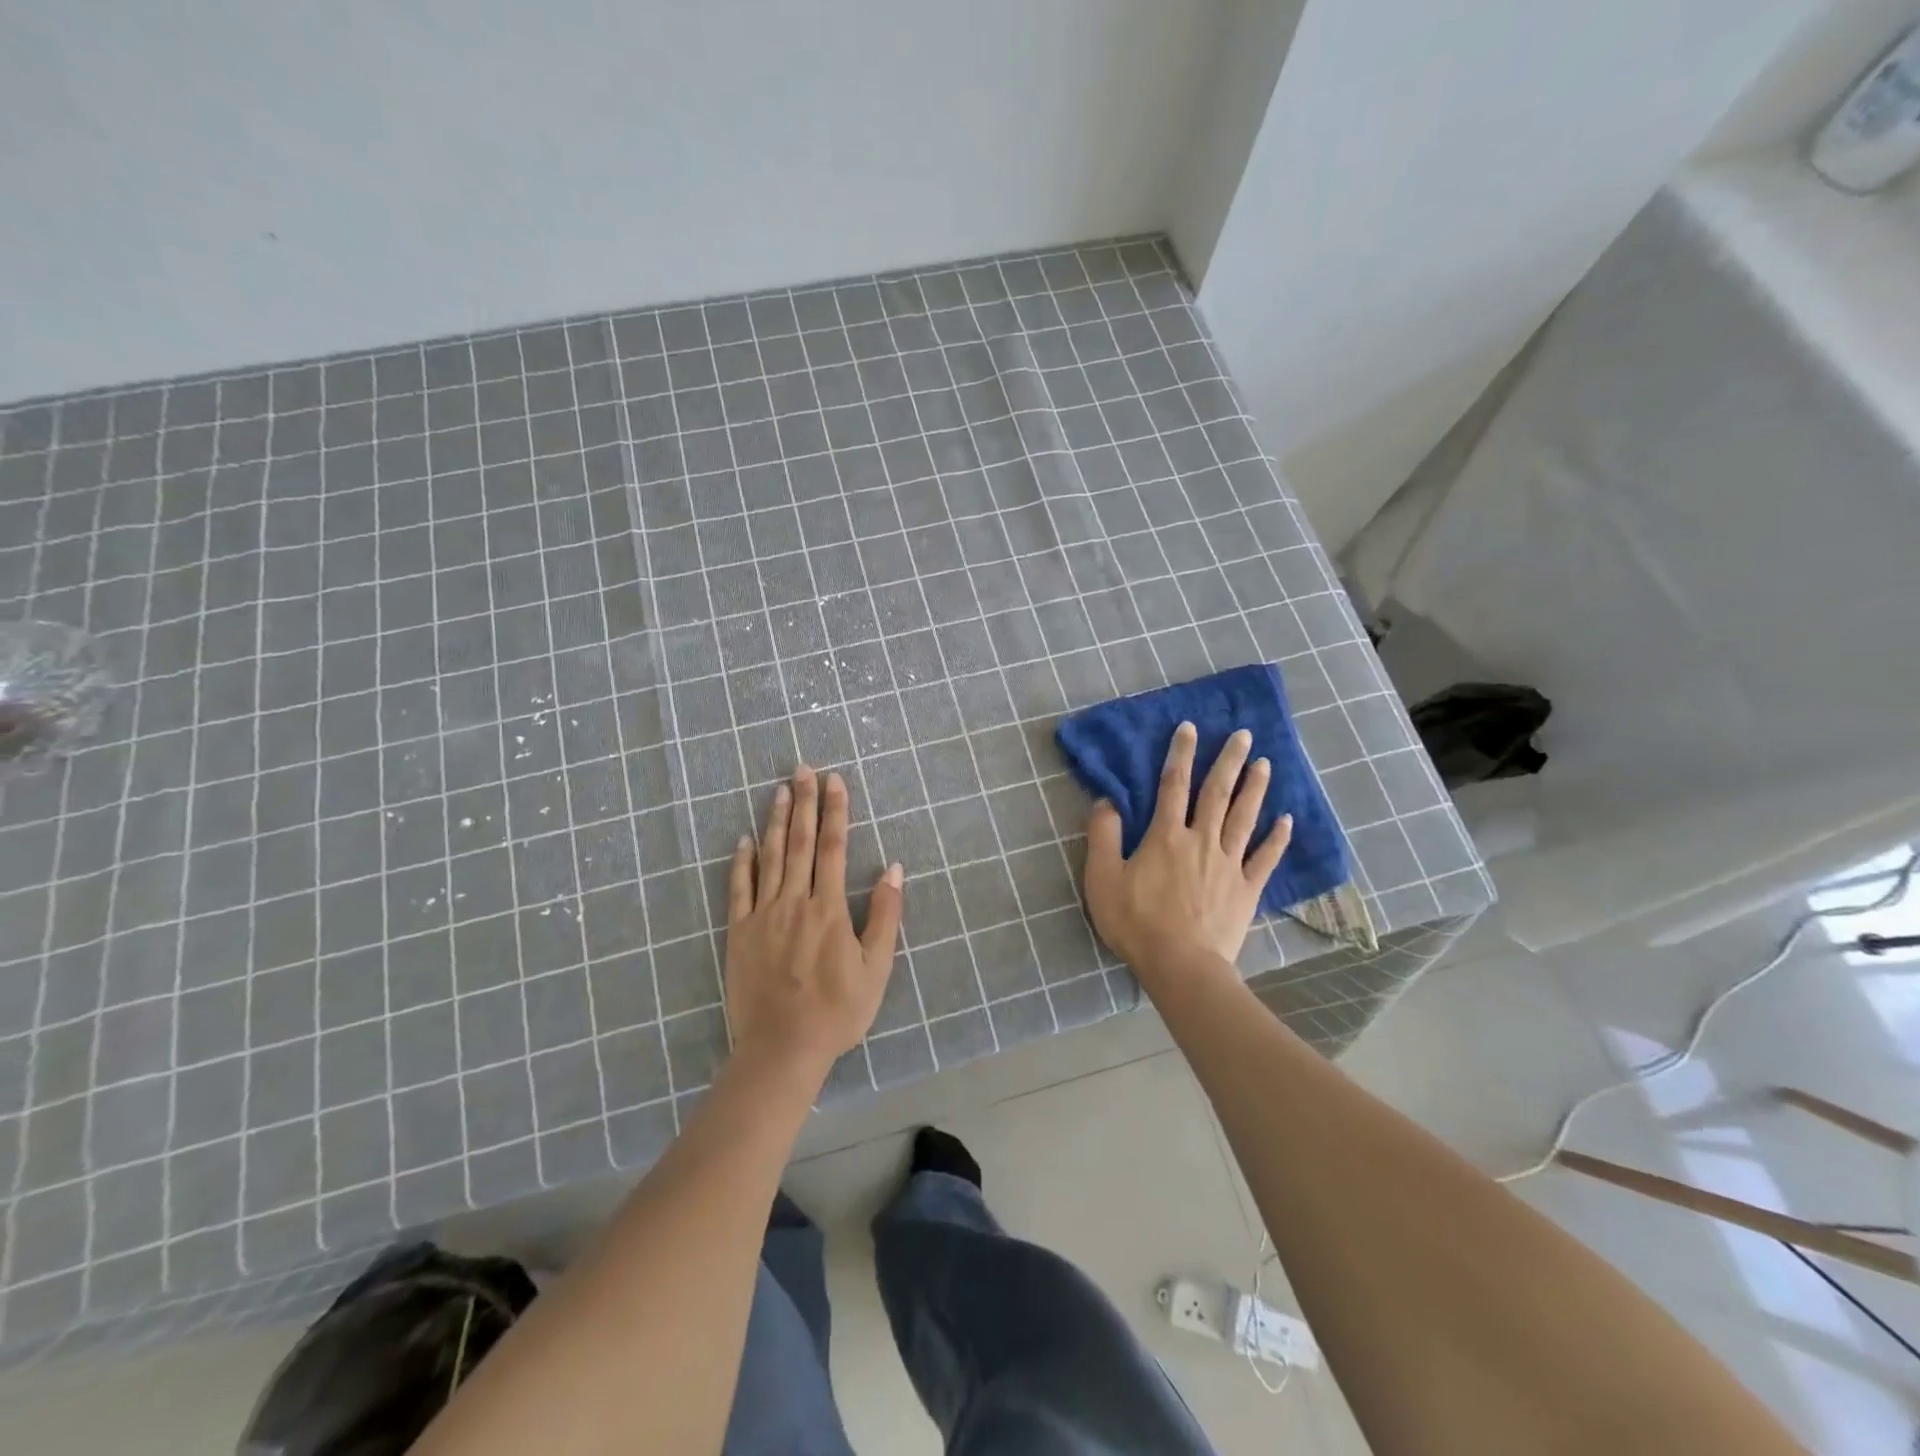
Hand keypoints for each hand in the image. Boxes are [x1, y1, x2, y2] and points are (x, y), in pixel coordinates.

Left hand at [725, 766, 904, 1080]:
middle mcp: (795, 901)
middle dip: (804, 802)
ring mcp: (763, 915)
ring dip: (776, 821)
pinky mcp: (739, 932)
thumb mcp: (876, 968)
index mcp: (829, 908)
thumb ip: (884, 916)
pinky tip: (744, 840)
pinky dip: (742, 862)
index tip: (835, 781)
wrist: (781, 1048)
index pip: (833, 847)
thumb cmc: (837, 1011)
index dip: (835, 810)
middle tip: (803, 769)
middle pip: (800, 842)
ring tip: (778, 790)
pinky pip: (739, 888)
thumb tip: (893, 869)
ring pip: (770, 857)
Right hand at [1083, 722, 1290, 979]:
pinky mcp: (1246, 890)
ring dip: (1255, 788)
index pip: (1172, 785)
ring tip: (1266, 763)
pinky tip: (1287, 820)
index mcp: (1166, 836)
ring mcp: (1228, 864)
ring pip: (1244, 818)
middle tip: (1244, 734)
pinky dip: (1277, 838)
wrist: (1180, 965)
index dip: (1180, 754)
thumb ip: (1103, 836)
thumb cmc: (1136, 922)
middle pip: (1217, 793)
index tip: (1190, 728)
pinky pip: (1265, 858)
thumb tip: (1106, 801)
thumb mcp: (1103, 878)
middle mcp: (1201, 840)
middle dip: (1229, 761)